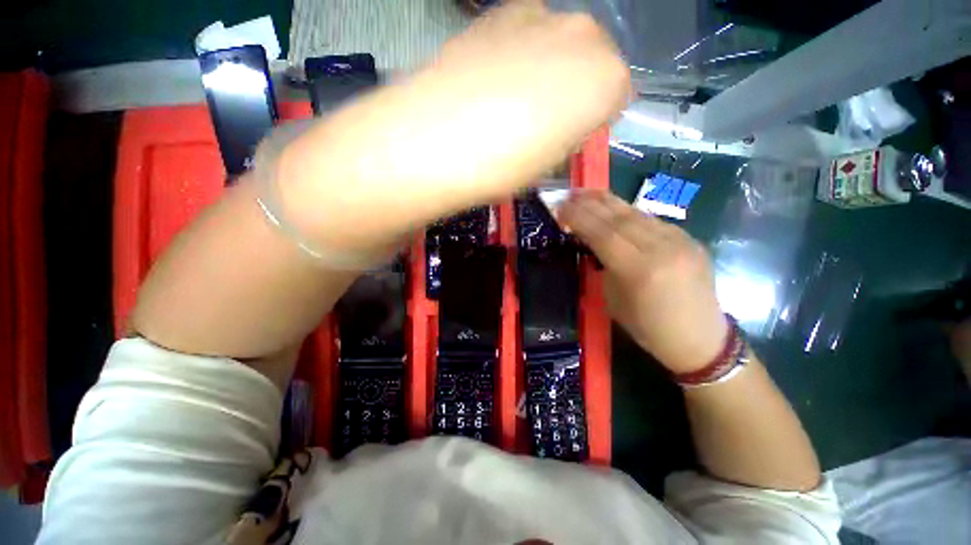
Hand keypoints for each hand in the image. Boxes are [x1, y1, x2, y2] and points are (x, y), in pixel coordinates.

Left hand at [274, 0, 630, 255]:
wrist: (437, 139)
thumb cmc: (504, 166)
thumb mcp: (549, 165)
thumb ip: (569, 137)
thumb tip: (564, 125)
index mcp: (607, 79)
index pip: (617, 98)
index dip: (592, 123)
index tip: (568, 142)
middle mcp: (582, 33)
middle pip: (593, 62)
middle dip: (575, 92)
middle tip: (541, 124)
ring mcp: (537, 15)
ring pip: (558, 46)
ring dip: (546, 72)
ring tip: (510, 105)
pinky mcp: (495, 14)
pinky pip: (523, 36)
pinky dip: (517, 57)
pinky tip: (490, 84)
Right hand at [559, 191, 728, 372]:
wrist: (700, 340)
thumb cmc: (650, 329)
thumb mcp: (615, 301)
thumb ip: (604, 267)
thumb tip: (595, 245)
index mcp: (640, 270)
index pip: (603, 234)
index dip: (579, 218)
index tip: (560, 207)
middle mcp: (662, 249)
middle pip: (619, 218)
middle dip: (590, 204)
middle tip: (569, 195)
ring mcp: (681, 241)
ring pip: (637, 213)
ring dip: (609, 202)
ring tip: (588, 194)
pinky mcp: (690, 239)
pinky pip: (653, 220)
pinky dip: (628, 213)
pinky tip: (615, 210)